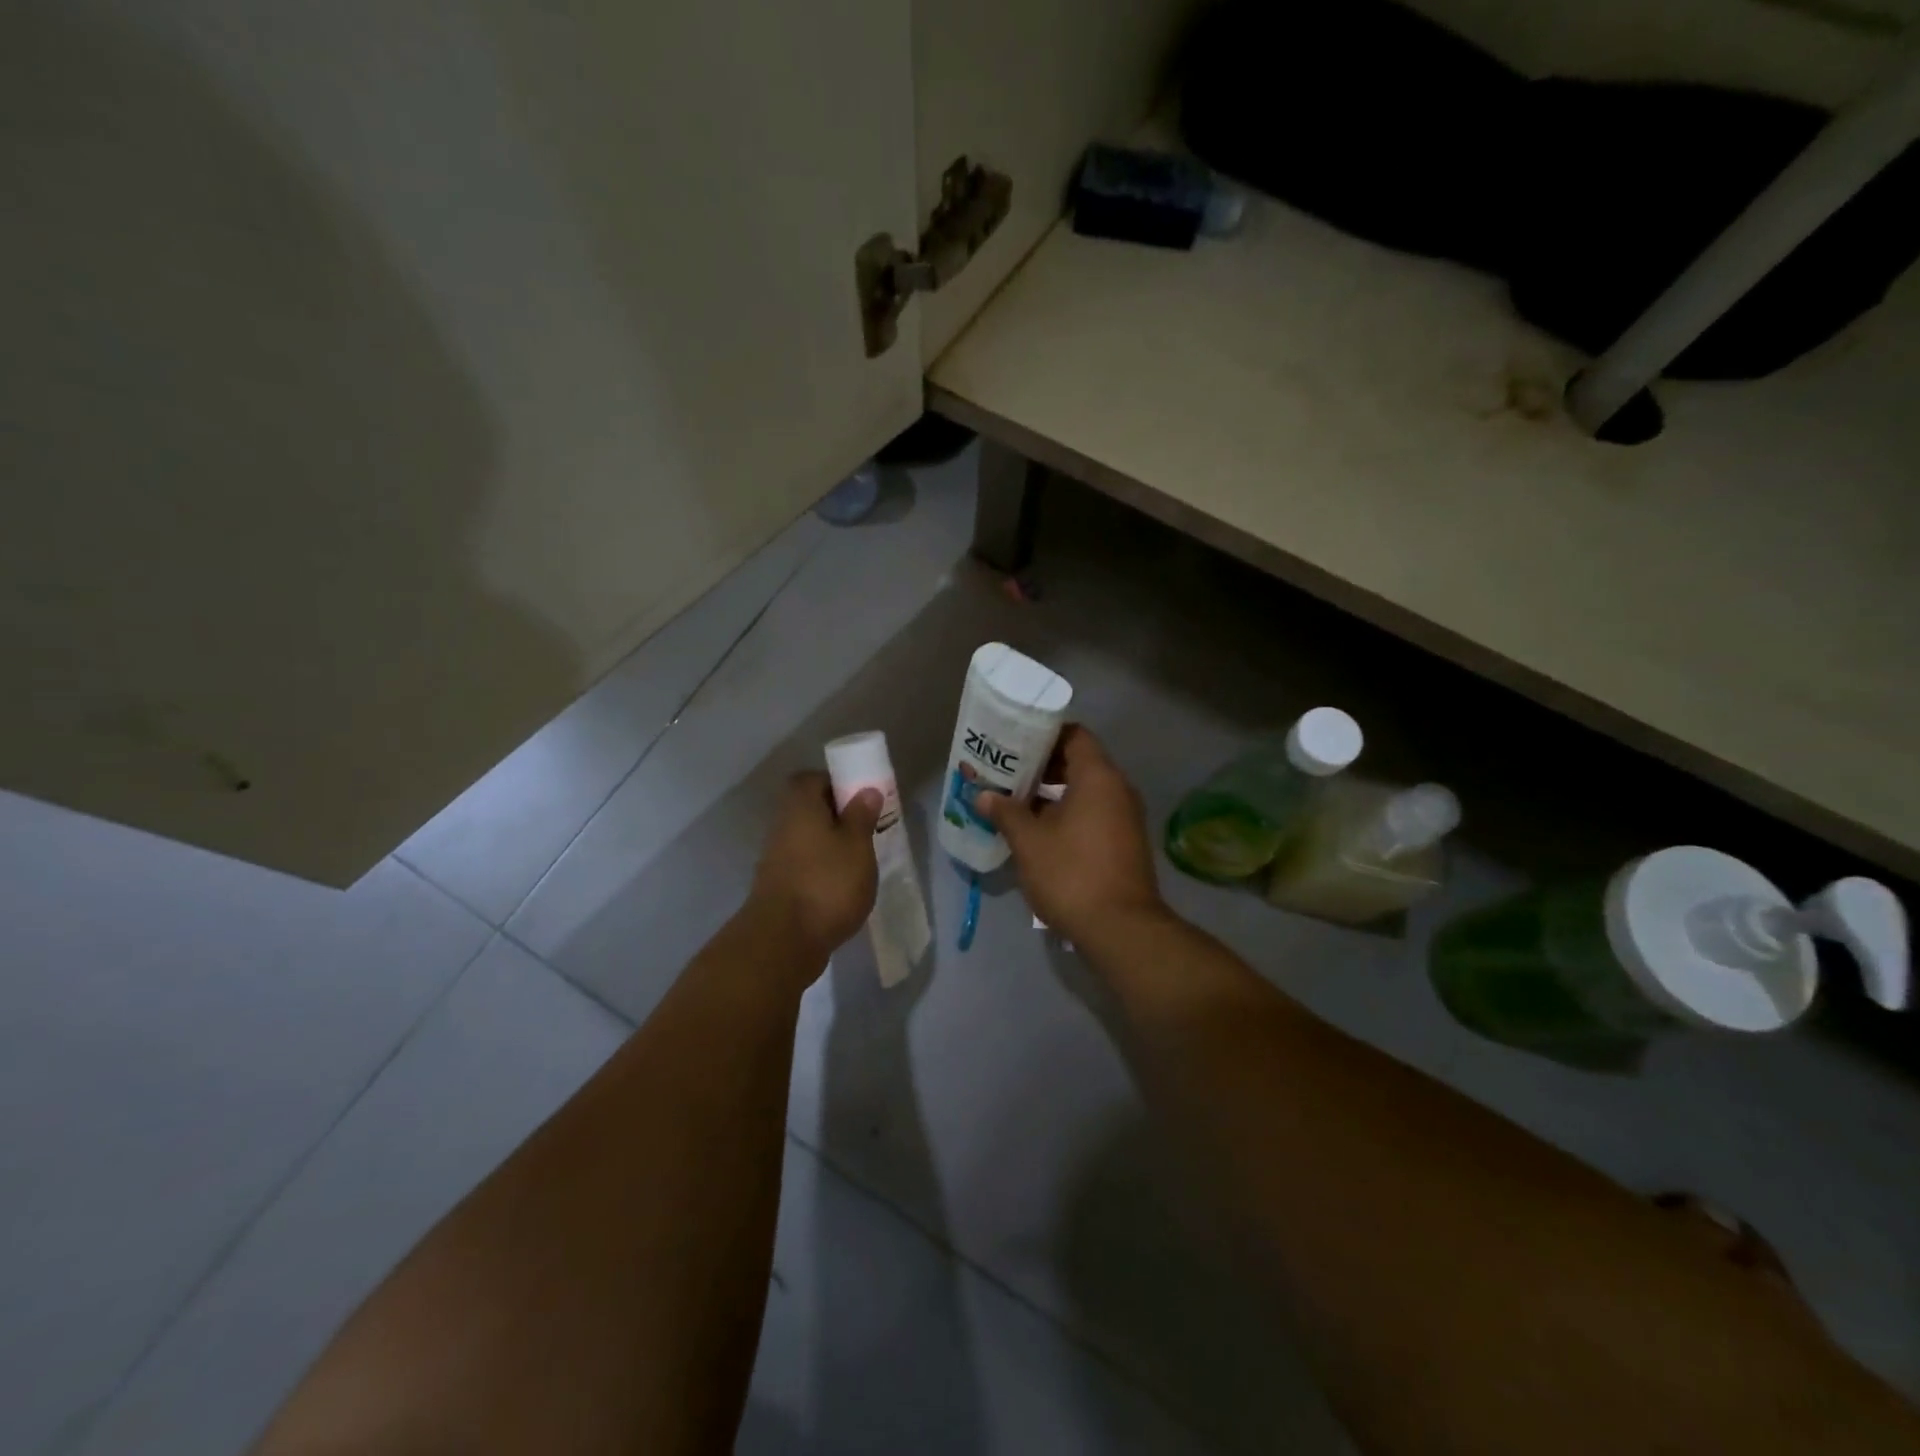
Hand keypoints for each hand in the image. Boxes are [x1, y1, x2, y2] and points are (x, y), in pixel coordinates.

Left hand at [750, 773, 881, 959]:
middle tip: (867, 830)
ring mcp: (776, 859)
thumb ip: (861, 816)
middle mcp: (782, 826)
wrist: (784, 942)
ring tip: (860, 862)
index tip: (861, 798)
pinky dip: (822, 871)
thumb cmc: (827, 883)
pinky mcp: (778, 888)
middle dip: (838, 817)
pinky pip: (804, 867)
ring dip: (831, 847)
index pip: (811, 779)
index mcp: (800, 806)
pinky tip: (843, 888)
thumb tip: (866, 790)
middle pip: (809, 810)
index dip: (836, 784)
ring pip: (807, 840)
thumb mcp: (857, 846)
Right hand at [979, 726, 1165, 945]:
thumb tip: (983, 795)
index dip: (1042, 735)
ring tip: (1014, 802)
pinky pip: (1093, 814)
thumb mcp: (1029, 842)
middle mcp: (1118, 789)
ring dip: (1051, 794)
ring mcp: (1125, 817)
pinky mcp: (1125, 843)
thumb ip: (1005, 812)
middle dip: (1041, 767)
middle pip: (1078, 762)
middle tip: (1006, 773)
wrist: (1121, 929)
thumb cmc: (1071, 874)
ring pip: (1084, 791)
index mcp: (1098, 777)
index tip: (1013, 743)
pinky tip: (1037, 832)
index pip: (1073, 735)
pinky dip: (1067, 814)